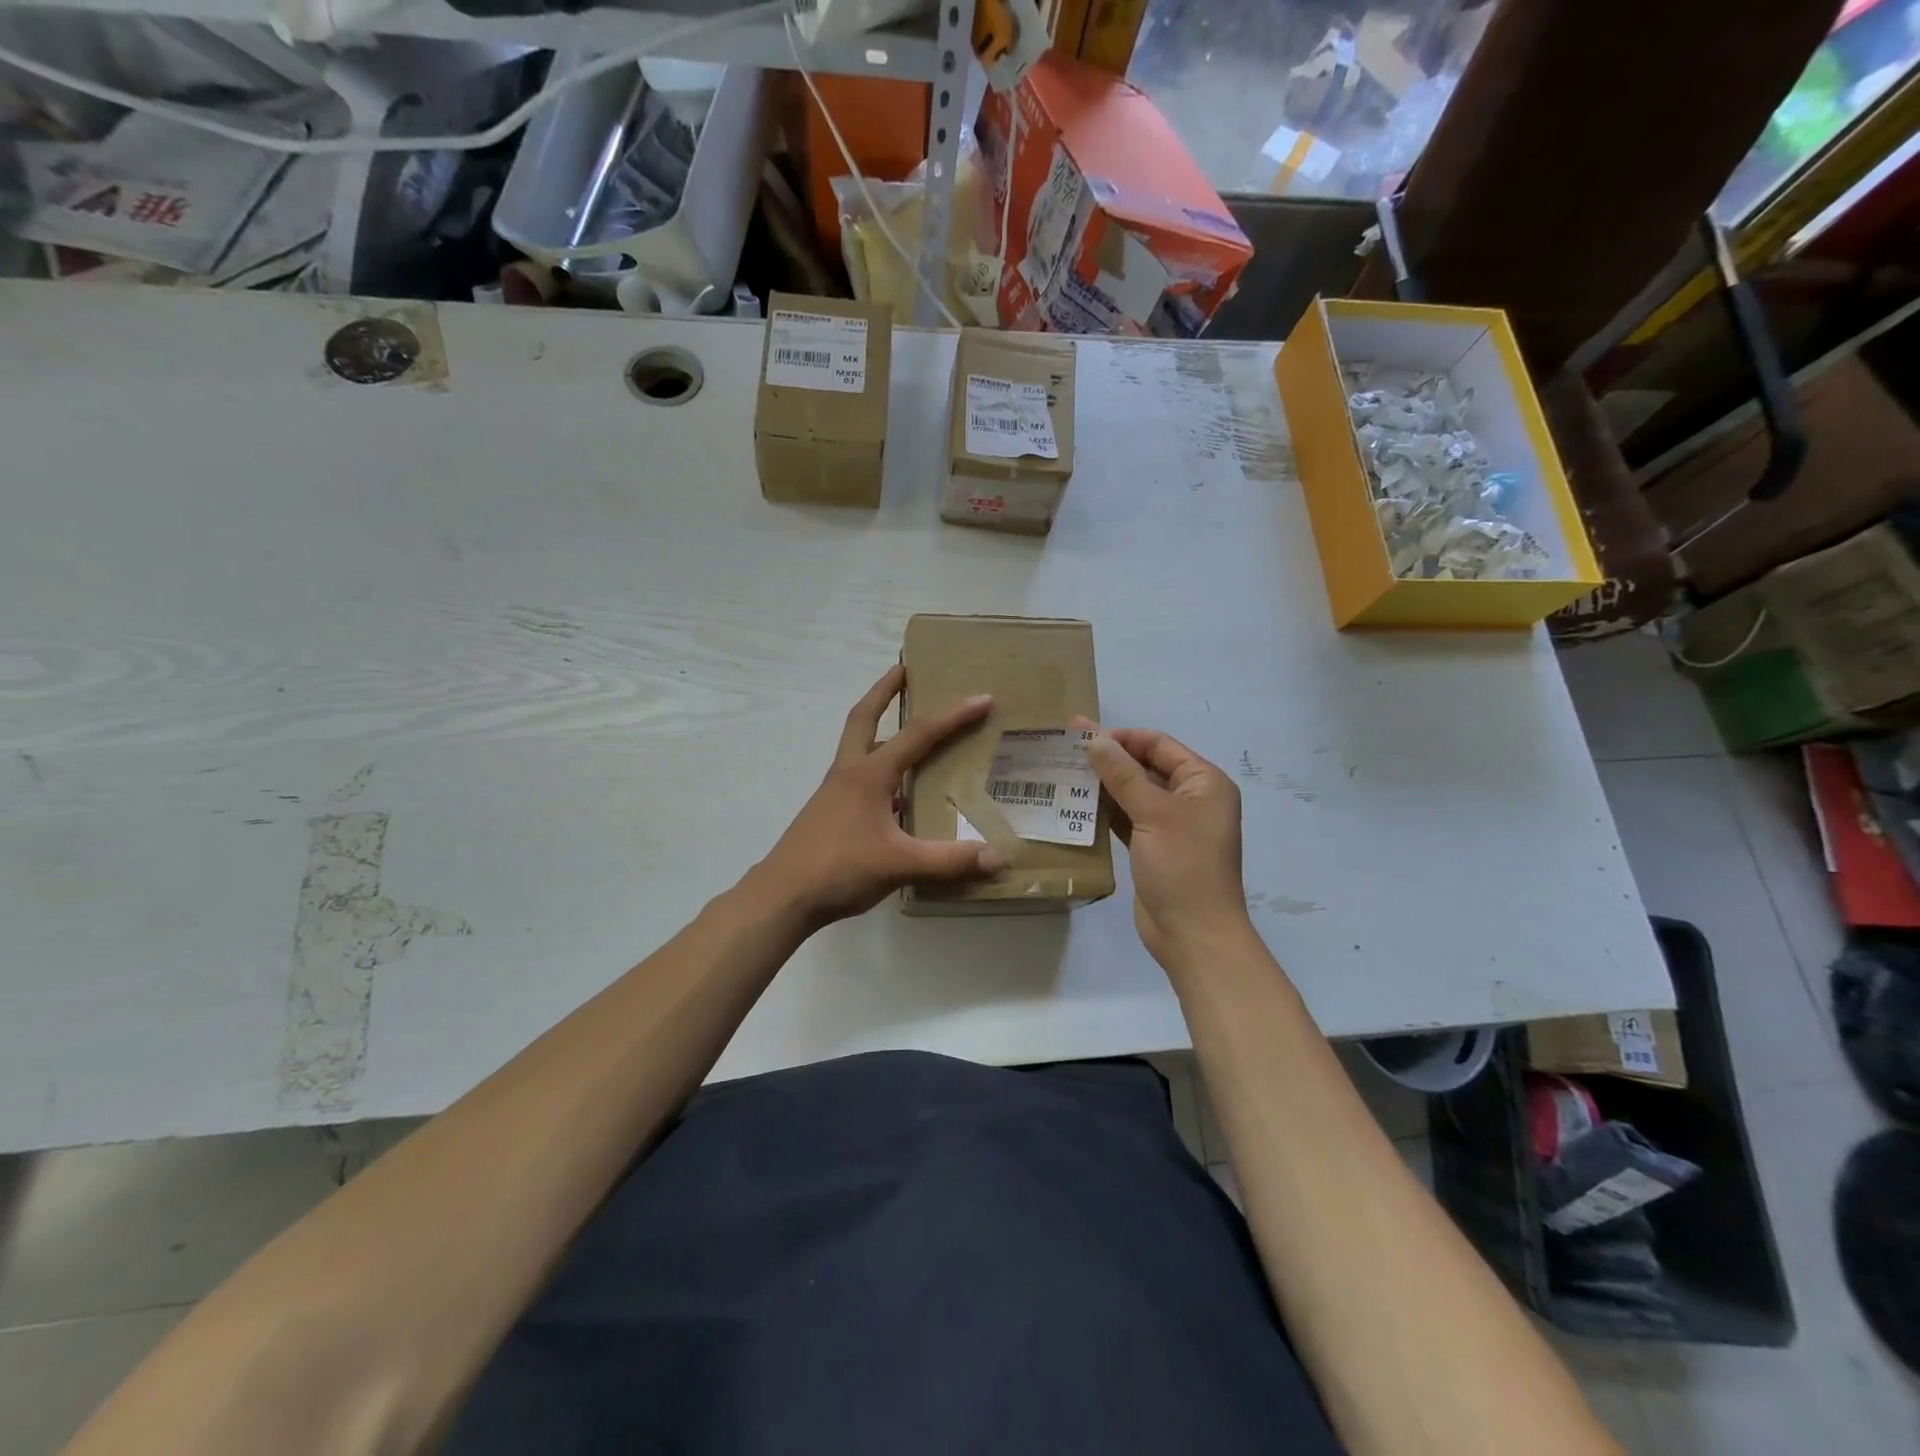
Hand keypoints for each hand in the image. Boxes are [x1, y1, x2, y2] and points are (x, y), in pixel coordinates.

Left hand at [755, 665, 1006, 926]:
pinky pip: (860, 779)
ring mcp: (835, 792)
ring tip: (909, 730)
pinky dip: (880, 772)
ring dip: (880, 730)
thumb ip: (949, 861)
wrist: (783, 896)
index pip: (918, 735)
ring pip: (860, 748)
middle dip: (885, 691)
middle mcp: (850, 773)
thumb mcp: (900, 864)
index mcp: (869, 774)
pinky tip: (900, 796)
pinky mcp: (831, 813)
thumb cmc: (839, 869)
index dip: (953, 716)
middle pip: (864, 718)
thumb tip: (997, 858)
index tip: (982, 699)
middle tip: (904, 669)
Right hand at [1079, 722, 1252, 967]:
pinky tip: (1075, 803)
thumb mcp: (1153, 814)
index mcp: (1204, 783)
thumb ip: (1123, 775)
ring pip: (1133, 793)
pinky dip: (1105, 810)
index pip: (1159, 745)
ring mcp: (1171, 825)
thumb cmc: (1182, 866)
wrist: (1193, 935)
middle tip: (1065, 746)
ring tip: (1063, 771)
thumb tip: (1096, 740)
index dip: (1122, 737)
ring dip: (1103, 784)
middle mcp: (1190, 799)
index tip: (1082, 735)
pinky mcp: (1152, 848)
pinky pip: (1127, 819)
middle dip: (1108, 757)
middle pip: (1145, 767)